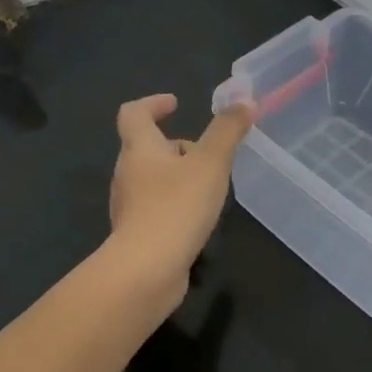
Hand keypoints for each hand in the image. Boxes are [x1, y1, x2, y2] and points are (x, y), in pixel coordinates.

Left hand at [107, 94, 252, 290]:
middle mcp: (126, 173)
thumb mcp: (210, 163)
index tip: (175, 103)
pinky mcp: (136, 233)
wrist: (146, 270)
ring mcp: (129, 205)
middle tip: (206, 153)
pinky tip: (197, 219)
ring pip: (152, 179)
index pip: (133, 113)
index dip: (153, 103)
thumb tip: (244, 101)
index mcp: (139, 148)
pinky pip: (155, 208)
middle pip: (145, 147)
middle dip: (175, 145)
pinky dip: (175, 204)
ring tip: (210, 187)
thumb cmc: (176, 207)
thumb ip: (227, 131)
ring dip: (177, 176)